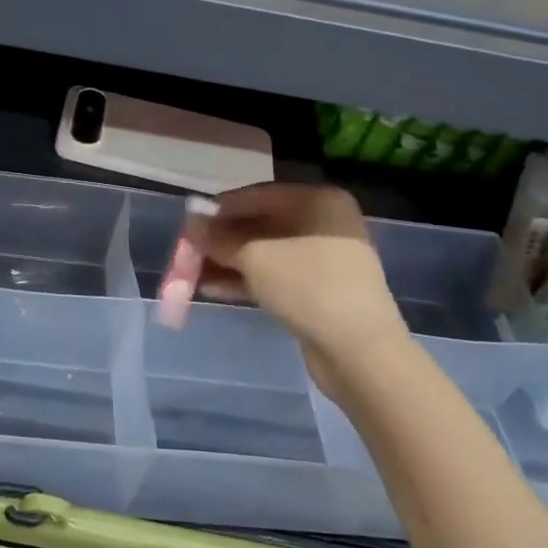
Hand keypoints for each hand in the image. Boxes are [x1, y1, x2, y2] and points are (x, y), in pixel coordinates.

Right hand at [187, 183, 408, 401]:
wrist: (360, 352)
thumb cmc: (307, 286)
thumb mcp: (254, 257)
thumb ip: (218, 238)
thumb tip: (190, 223)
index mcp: (317, 201)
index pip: (257, 195)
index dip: (219, 209)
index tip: (188, 223)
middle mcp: (323, 223)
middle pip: (260, 225)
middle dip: (221, 241)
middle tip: (187, 253)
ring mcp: (324, 259)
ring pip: (265, 253)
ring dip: (228, 263)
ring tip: (191, 275)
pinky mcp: (319, 291)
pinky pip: (275, 276)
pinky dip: (245, 281)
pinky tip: (212, 290)